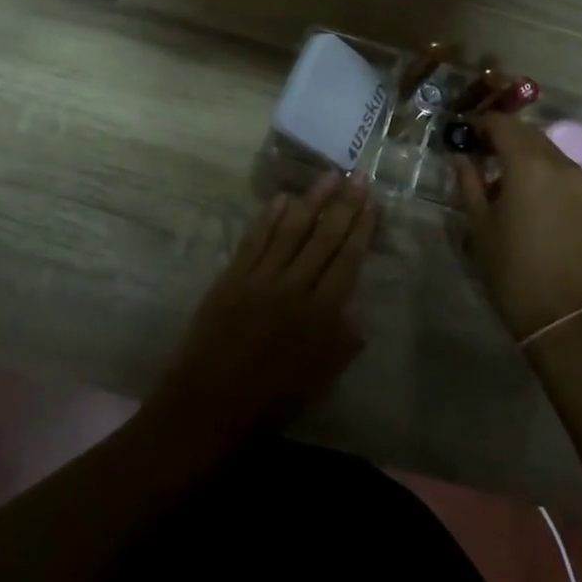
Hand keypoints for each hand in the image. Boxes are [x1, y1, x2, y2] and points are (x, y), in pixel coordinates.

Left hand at [146, 173, 377, 449]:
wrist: (209, 405)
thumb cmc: (270, 400)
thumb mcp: (320, 381)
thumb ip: (343, 343)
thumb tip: (357, 313)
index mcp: (321, 314)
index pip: (348, 260)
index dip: (362, 229)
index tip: (373, 202)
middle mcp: (295, 287)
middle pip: (324, 237)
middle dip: (344, 205)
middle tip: (358, 176)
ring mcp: (262, 277)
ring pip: (292, 229)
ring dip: (312, 200)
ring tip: (328, 176)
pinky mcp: (233, 275)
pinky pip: (255, 238)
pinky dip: (270, 216)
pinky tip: (283, 198)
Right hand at [452, 113, 581, 341]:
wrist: (566, 319)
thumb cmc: (513, 271)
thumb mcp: (480, 225)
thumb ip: (469, 182)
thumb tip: (460, 156)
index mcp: (529, 164)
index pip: (503, 124)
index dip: (481, 123)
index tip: (465, 134)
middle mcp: (561, 164)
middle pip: (529, 134)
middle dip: (504, 137)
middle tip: (482, 153)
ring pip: (550, 152)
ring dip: (527, 155)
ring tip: (506, 178)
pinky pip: (567, 174)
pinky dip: (547, 174)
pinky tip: (534, 199)